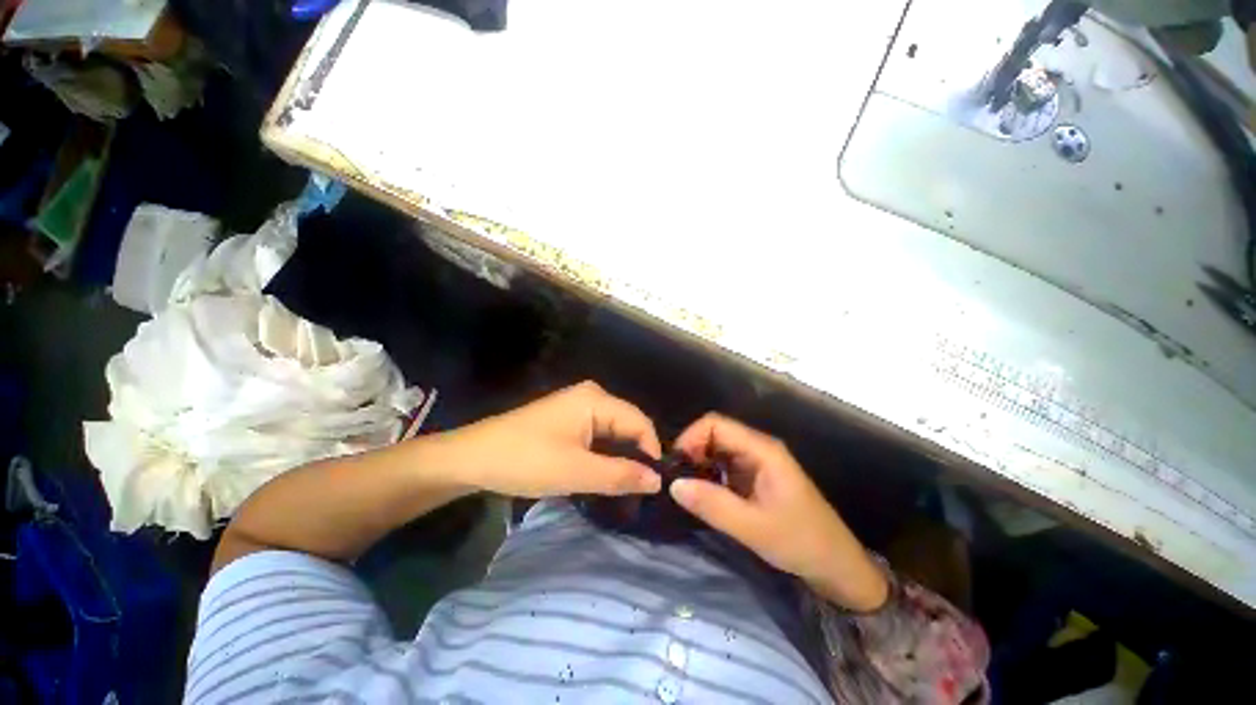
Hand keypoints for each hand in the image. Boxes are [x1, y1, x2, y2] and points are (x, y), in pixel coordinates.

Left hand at [426, 381, 662, 498]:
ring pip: (613, 432)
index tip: (653, 486)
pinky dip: (604, 455)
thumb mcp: (576, 472)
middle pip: (628, 425)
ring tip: (624, 487)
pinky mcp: (568, 419)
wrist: (471, 458)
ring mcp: (578, 406)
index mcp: (597, 399)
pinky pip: (598, 434)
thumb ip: (621, 475)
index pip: (640, 423)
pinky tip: (603, 474)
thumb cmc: (525, 461)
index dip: (651, 453)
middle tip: (639, 491)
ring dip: (620, 458)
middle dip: (635, 456)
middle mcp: (592, 396)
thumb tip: (658, 481)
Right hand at [670, 413, 887, 611]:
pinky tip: (702, 494)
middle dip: (692, 451)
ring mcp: (757, 461)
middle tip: (677, 480)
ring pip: (717, 449)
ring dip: (698, 463)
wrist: (837, 566)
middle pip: (715, 433)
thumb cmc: (801, 542)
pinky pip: (724, 465)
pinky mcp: (754, 476)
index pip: (716, 424)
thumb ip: (713, 504)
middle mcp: (758, 448)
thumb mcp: (754, 528)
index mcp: (762, 449)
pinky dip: (708, 475)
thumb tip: (674, 485)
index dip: (691, 438)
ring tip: (685, 488)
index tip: (676, 466)